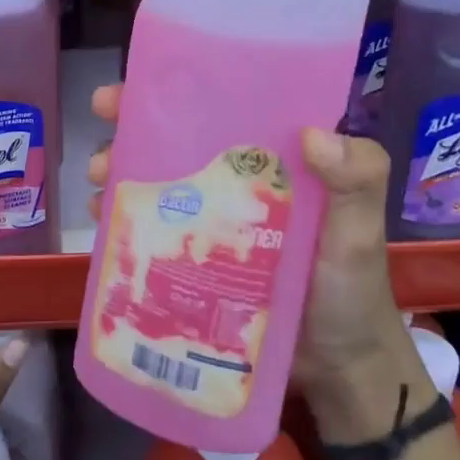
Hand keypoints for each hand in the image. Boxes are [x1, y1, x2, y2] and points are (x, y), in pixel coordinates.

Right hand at [84, 87, 425, 432]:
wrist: (339, 371)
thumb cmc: (352, 290)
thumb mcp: (359, 231)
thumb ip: (358, 181)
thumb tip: (314, 134)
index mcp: (271, 159)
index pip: (218, 107)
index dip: (174, 92)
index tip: (134, 88)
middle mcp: (235, 180)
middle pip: (175, 140)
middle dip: (131, 130)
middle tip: (104, 137)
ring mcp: (211, 221)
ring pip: (157, 182)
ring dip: (121, 173)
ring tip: (99, 183)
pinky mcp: (195, 261)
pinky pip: (153, 231)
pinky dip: (125, 221)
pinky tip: (103, 221)